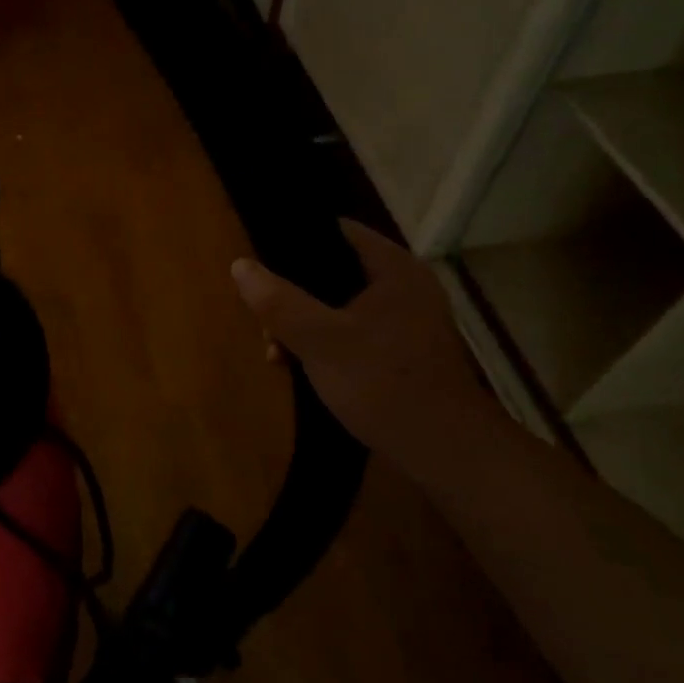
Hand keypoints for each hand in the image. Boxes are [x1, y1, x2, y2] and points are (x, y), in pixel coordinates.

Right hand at [231, 220, 492, 478]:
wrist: (443, 450)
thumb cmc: (381, 383)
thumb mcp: (318, 339)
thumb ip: (278, 301)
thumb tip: (240, 265)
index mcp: (394, 269)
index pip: (339, 232)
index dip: (297, 241)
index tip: (262, 261)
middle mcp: (406, 287)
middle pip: (335, 272)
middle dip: (293, 295)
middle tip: (264, 321)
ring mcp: (409, 321)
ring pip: (341, 306)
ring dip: (305, 324)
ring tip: (276, 352)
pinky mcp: (405, 353)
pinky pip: (355, 333)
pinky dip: (327, 343)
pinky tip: (302, 367)